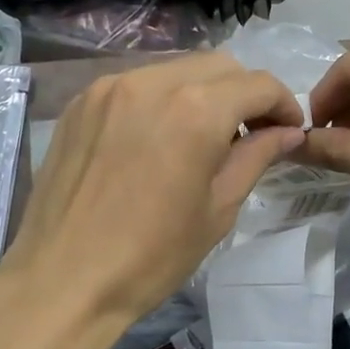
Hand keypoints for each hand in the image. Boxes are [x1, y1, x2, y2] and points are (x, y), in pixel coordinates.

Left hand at [0, 54, 305, 333]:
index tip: (286, 132)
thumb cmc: (150, 258)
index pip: (257, 85)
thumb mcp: (216, 210)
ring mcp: (108, 88)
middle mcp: (151, 83)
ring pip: (173, 71)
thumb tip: (287, 133)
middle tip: (247, 136)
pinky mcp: (80, 103)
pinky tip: (155, 140)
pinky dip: (158, 101)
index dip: (283, 105)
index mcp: (195, 111)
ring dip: (200, 94)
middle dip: (243, 94)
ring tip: (200, 139)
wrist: (62, 281)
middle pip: (217, 67)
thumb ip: (254, 158)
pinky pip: (134, 86)